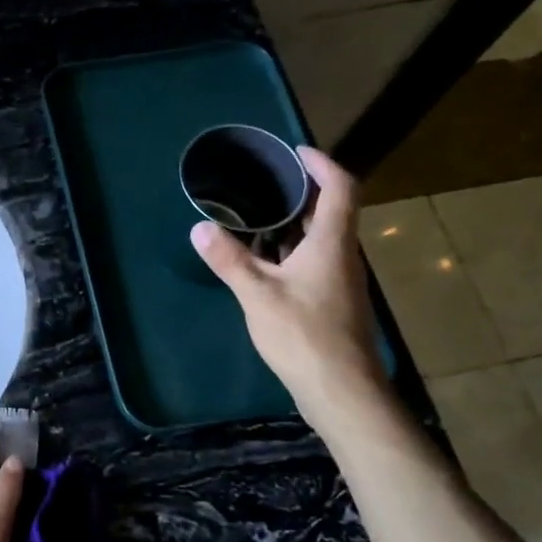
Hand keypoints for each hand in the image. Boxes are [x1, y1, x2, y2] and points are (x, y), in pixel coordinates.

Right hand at [190, 145, 388, 429]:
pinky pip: (313, 261)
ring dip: (294, 223)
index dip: (322, 164)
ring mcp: (340, 280)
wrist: (341, 390)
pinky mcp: (332, 302)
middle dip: (301, 192)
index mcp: (332, 243)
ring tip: (256, 215)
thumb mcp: (257, 294)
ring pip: (321, 239)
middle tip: (265, 181)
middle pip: (331, 211)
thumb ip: (229, 259)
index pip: (340, 188)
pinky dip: (290, 250)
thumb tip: (199, 228)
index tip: (295, 152)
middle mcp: (342, 256)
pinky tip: (263, 261)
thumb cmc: (303, 334)